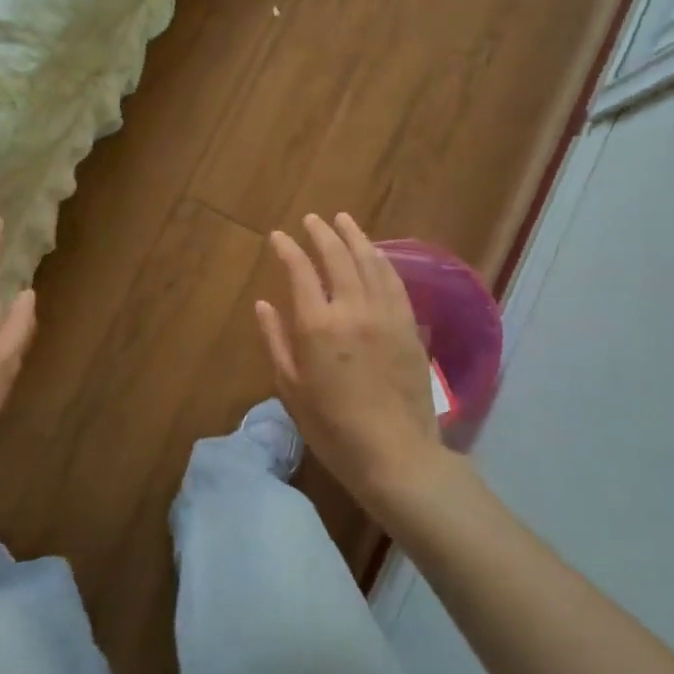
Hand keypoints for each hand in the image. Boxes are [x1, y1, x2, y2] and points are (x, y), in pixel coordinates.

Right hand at [255, 213, 445, 507]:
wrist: (394, 454)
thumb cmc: (332, 427)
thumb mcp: (290, 388)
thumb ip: (276, 340)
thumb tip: (264, 304)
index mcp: (317, 325)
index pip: (300, 270)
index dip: (288, 248)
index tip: (278, 236)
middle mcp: (352, 309)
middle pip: (338, 256)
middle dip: (322, 233)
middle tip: (312, 219)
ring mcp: (386, 314)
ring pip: (370, 262)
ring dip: (355, 237)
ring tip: (343, 220)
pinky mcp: (409, 325)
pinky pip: (394, 281)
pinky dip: (381, 260)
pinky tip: (375, 253)